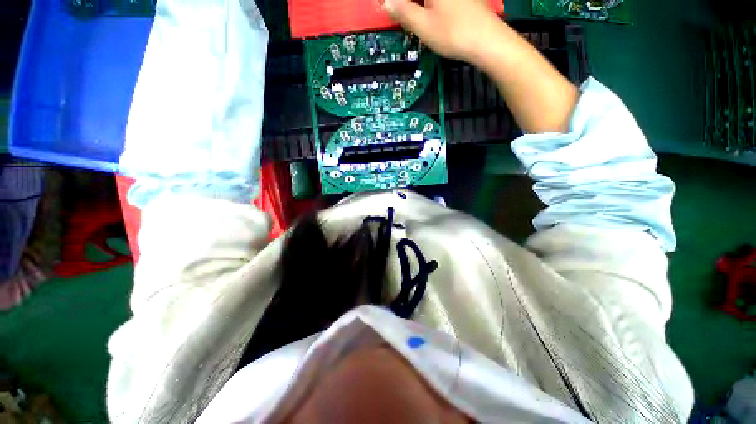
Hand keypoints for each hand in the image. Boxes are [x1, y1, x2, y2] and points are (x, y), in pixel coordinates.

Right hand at [382, 0, 503, 63]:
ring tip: (411, 16)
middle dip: (408, 5)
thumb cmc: (453, 34)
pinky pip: (441, 2)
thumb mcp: (423, 26)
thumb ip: (403, 12)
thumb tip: (387, 3)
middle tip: (398, 13)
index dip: (397, 3)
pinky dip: (430, 6)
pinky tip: (429, 16)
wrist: (487, 41)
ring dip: (418, 6)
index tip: (390, 9)